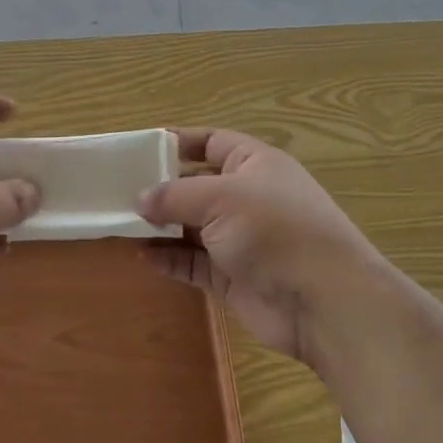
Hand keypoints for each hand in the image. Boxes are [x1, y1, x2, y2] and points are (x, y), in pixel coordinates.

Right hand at [138, 128, 382, 364]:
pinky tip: (142, 256)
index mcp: (254, 164)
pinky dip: (170, 259)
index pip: (212, 142)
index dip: (178, 142)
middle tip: (119, 191)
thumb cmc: (274, 230)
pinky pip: (194, 262)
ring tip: (121, 224)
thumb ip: (175, 196)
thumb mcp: (221, 198)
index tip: (140, 149)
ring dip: (161, 226)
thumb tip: (140, 199)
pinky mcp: (233, 276)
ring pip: (192, 226)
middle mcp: (248, 197)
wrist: (323, 301)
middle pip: (197, 185)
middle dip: (162, 188)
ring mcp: (241, 239)